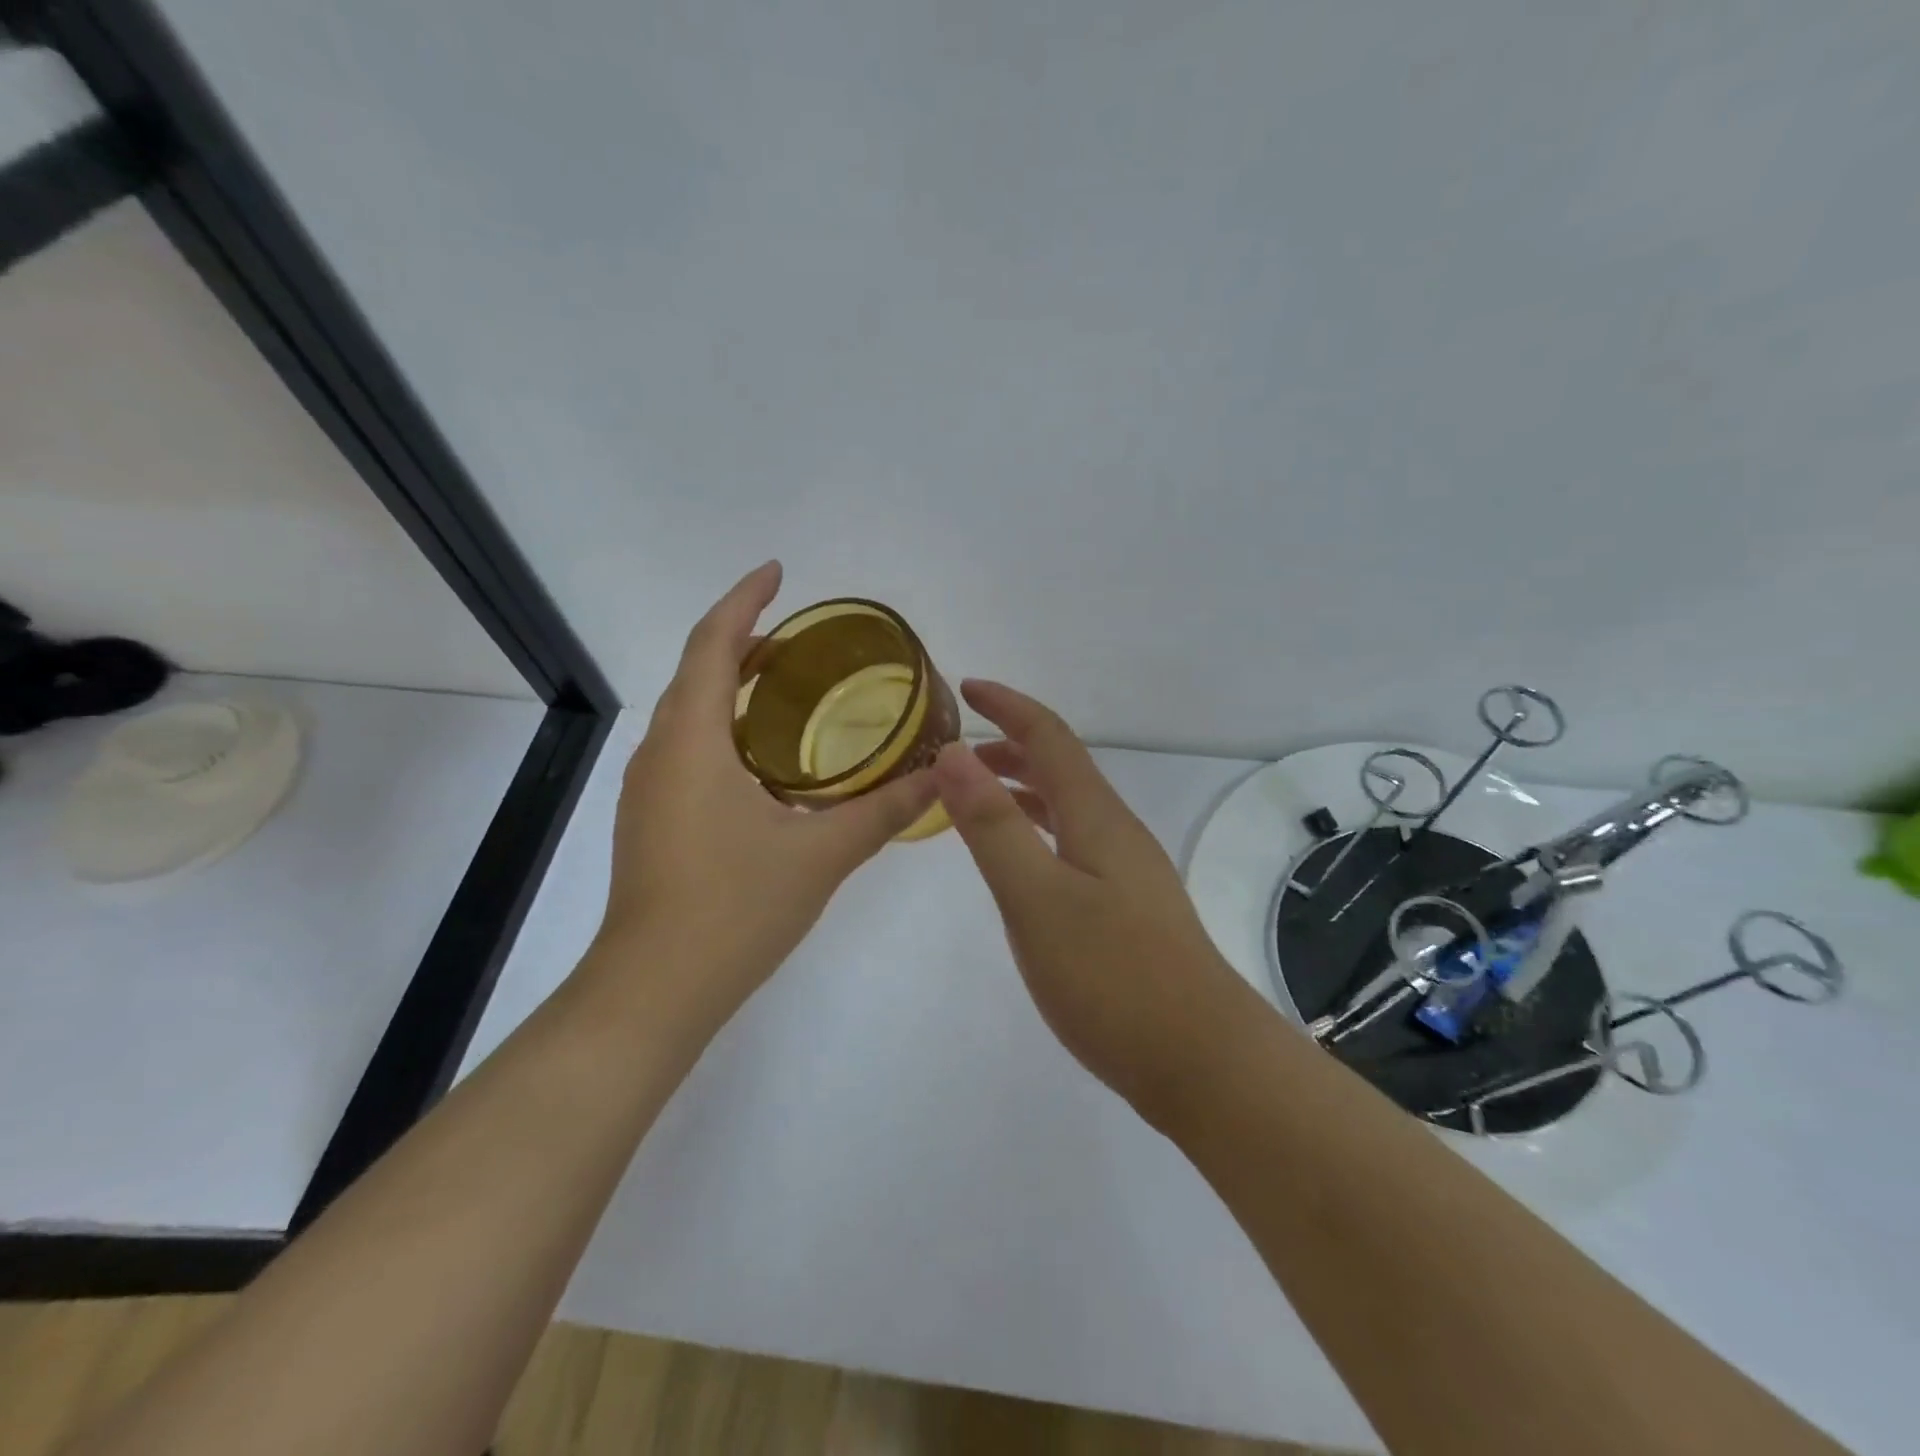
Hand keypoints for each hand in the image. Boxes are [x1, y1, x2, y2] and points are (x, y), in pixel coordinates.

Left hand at [591, 562, 937, 1024]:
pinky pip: (689, 749)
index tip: (778, 571)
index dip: (744, 600)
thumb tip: (942, 777)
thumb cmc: (734, 910)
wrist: (654, 991)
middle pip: (698, 672)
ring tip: (789, 687)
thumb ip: (885, 811)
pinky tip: (765, 761)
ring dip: (733, 686)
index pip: (714, 645)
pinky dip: (725, 729)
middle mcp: (661, 753)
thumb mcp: (822, 855)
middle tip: (802, 639)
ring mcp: (650, 790)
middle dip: (745, 641)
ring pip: (690, 713)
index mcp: (693, 742)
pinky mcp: (652, 820)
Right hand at [931, 681, 1264, 1125]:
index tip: (965, 688)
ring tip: (976, 798)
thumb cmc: (1112, 975)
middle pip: (1061, 768)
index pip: (1049, 737)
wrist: (1202, 1060)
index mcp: (1096, 816)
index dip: (1008, 706)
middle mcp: (1116, 832)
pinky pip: (1073, 845)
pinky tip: (1022, 863)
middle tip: (956, 752)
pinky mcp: (1128, 909)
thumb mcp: (1036, 897)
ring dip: (1022, 790)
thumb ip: (992, 825)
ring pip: (1068, 808)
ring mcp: (1127, 872)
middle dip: (1009, 747)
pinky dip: (1037, 832)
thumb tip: (954, 752)